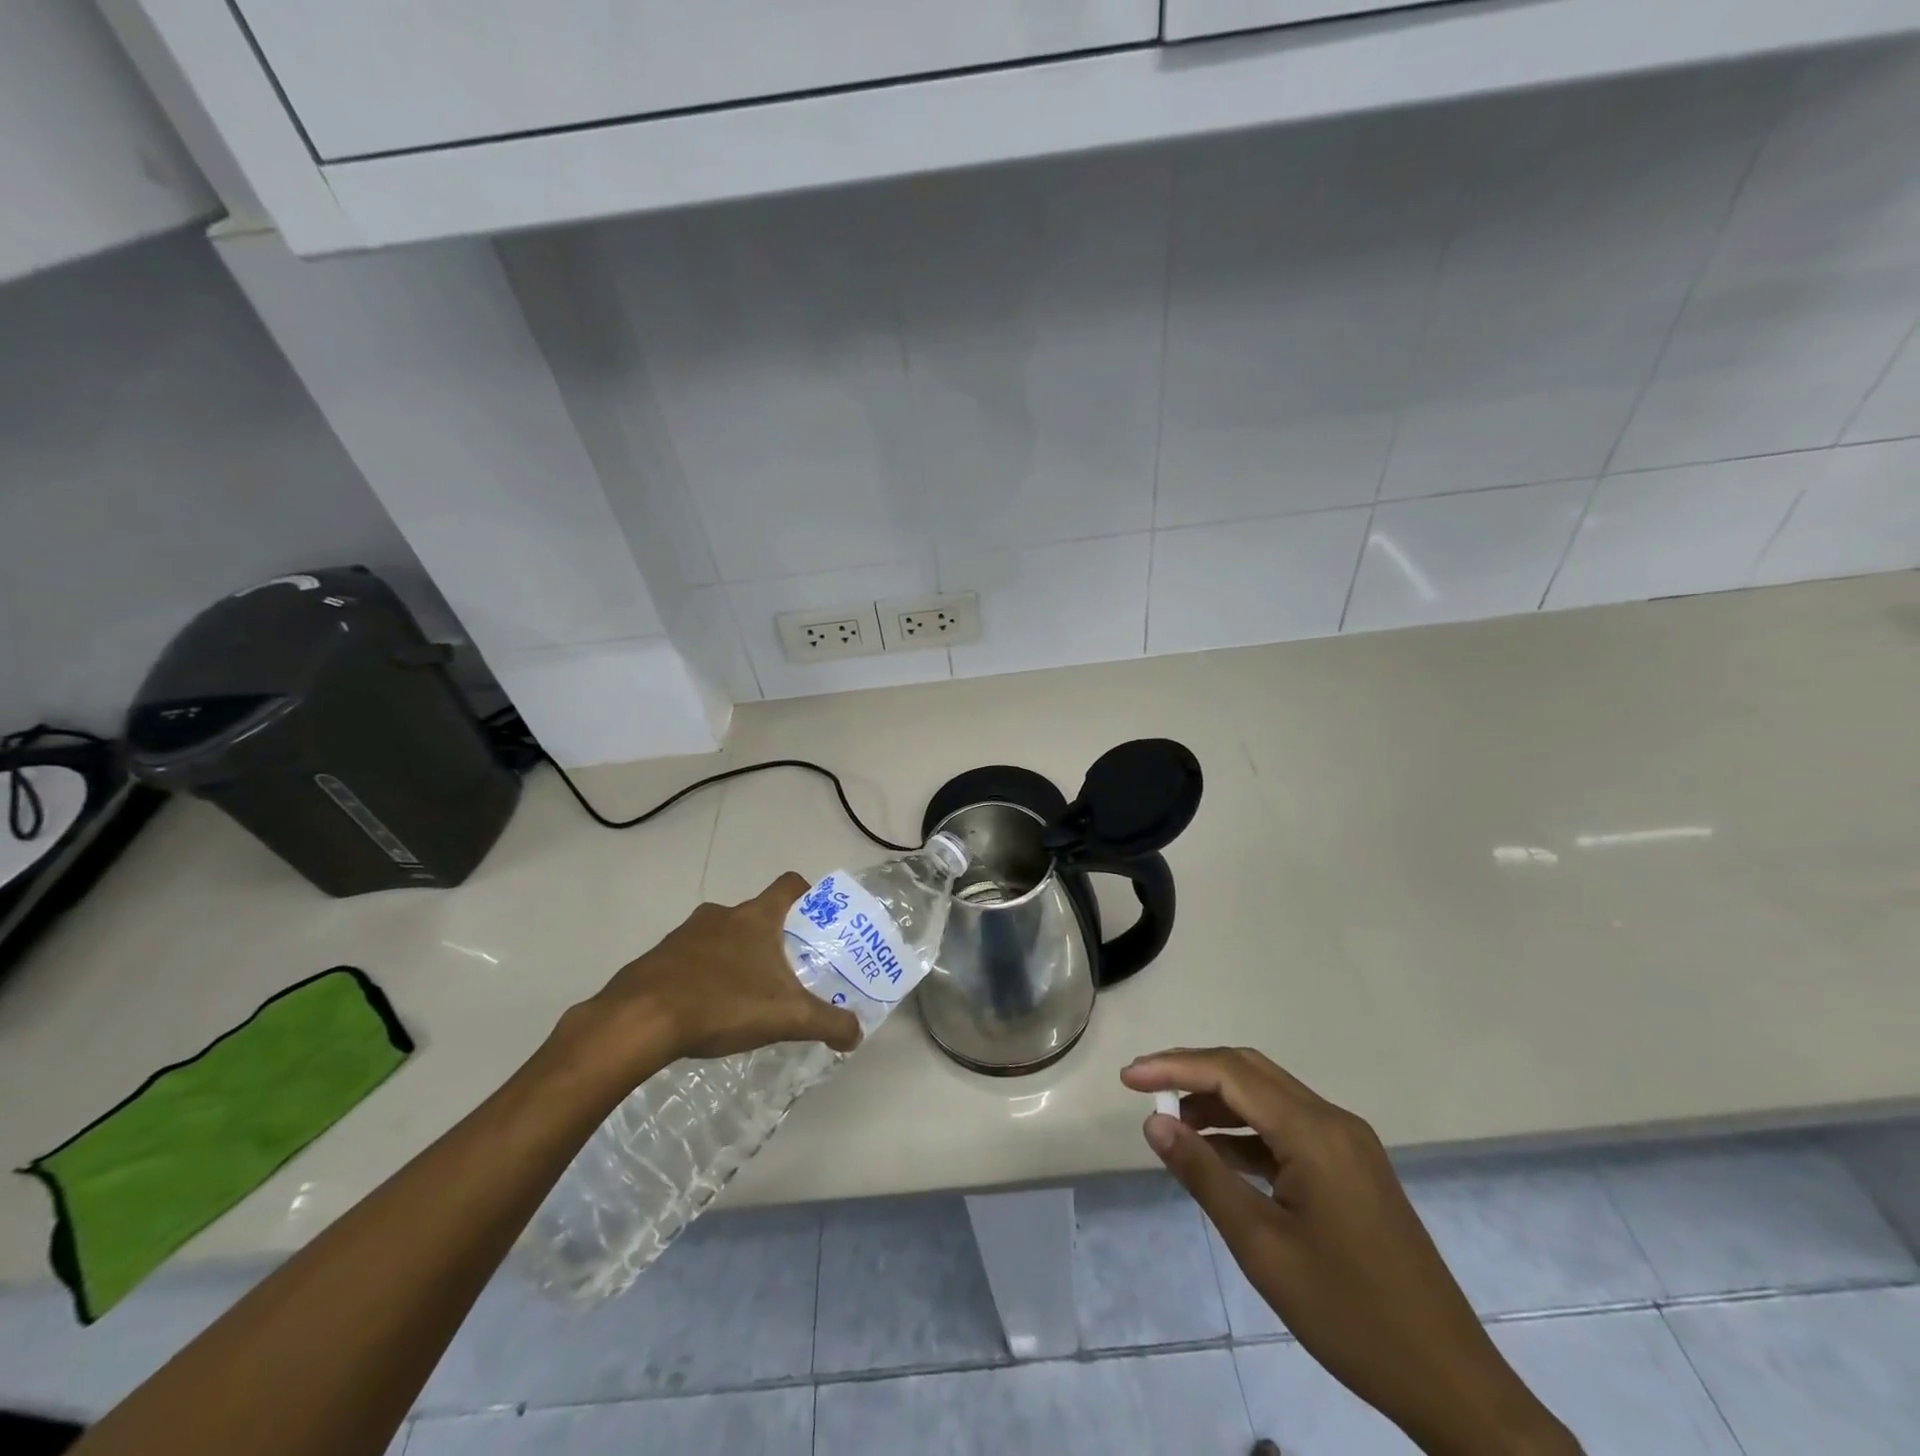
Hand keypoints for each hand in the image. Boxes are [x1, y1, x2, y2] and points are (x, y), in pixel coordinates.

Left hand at [572, 874, 862, 1073]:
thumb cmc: (722, 1004)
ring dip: (735, 956)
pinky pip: (690, 958)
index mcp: (756, 917)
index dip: (808, 895)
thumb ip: (827, 1023)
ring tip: (745, 994)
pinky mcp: (657, 957)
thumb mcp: (786, 1017)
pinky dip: (702, 975)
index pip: (790, 884)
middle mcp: (721, 915)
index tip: (816, 920)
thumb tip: (856, 1034)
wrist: (638, 1021)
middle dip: (772, 937)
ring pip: (721, 935)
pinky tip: (706, 1009)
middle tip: (786, 969)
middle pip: (756, 913)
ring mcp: (685, 933)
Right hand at [1122, 1048, 1578, 1455]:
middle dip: (1192, 1071)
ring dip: (1218, 1100)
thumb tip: (1154, 1123)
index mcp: (1314, 1132)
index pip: (1230, 1074)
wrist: (1449, 1381)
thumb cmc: (1349, 1314)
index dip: (1173, 1067)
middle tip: (1144, 1087)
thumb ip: (1205, 1176)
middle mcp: (1332, 1121)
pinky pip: (1287, 1127)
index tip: (1127, 1078)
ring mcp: (1347, 1143)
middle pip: (1250, 1071)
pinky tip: (1217, 1154)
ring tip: (1172, 1123)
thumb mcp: (1263, 1247)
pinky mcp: (1352, 1167)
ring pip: (1269, 1096)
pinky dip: (1246, 1130)